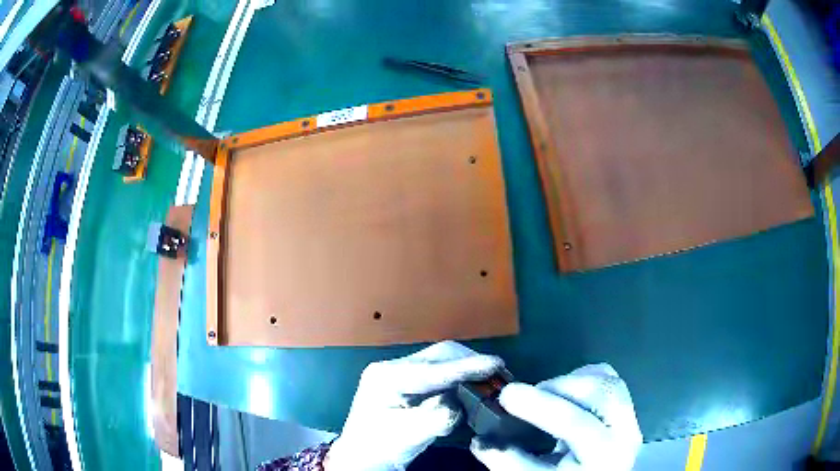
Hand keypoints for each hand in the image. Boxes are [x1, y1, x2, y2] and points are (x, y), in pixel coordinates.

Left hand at [326, 341, 503, 469]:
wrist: (363, 457)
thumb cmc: (379, 448)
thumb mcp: (407, 436)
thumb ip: (435, 418)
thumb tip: (458, 405)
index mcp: (386, 377)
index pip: (433, 369)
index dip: (467, 367)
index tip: (496, 365)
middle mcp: (392, 367)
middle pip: (439, 356)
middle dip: (470, 363)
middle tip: (498, 375)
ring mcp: (399, 372)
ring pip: (442, 361)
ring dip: (467, 369)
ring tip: (490, 379)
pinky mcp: (408, 382)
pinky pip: (440, 372)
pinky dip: (459, 377)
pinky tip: (472, 386)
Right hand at [470, 364, 641, 470]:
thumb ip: (510, 461)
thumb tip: (481, 441)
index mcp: (603, 456)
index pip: (576, 424)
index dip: (540, 407)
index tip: (506, 396)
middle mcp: (625, 433)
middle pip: (601, 391)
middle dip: (558, 387)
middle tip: (524, 397)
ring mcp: (629, 418)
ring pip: (608, 380)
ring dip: (571, 381)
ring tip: (544, 395)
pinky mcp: (625, 408)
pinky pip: (610, 379)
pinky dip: (584, 378)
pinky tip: (564, 394)